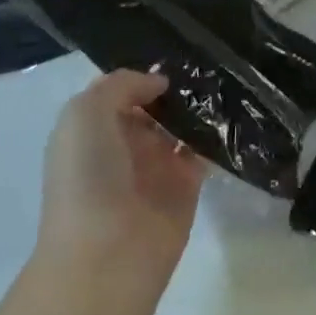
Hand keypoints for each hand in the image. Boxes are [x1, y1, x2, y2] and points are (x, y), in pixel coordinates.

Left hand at [35, 70, 205, 291]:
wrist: (105, 256)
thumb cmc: (87, 176)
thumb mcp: (86, 113)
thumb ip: (122, 85)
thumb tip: (159, 83)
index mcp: (93, 128)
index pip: (123, 91)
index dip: (143, 75)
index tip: (174, 58)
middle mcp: (124, 144)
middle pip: (155, 105)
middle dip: (177, 86)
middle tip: (207, 63)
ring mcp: (156, 166)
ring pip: (181, 125)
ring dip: (199, 106)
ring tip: (224, 78)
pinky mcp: (186, 187)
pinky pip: (204, 150)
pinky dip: (216, 133)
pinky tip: (229, 110)